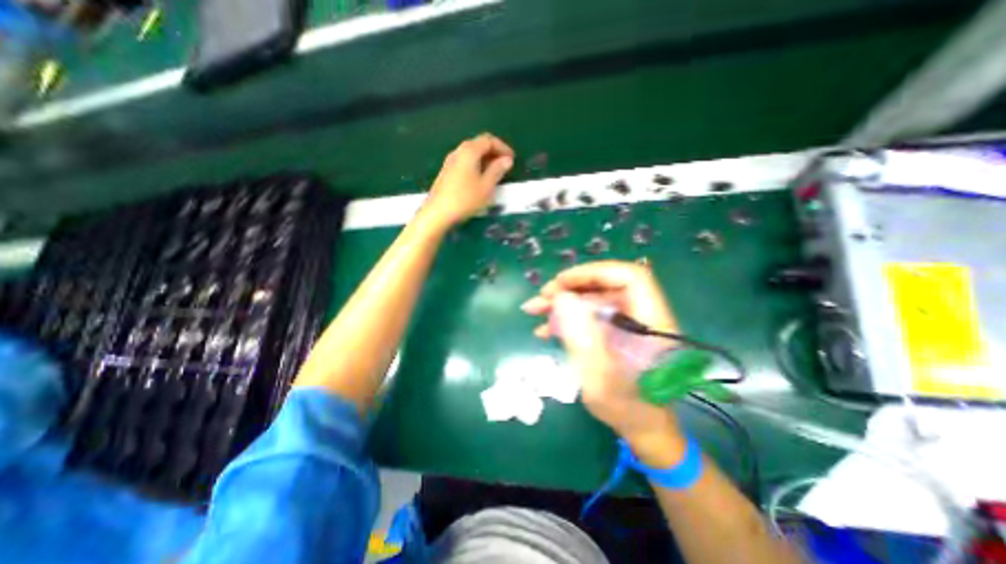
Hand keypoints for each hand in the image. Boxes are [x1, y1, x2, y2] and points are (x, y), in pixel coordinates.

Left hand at [422, 131, 512, 229]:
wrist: (438, 213)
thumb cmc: (465, 199)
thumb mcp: (486, 186)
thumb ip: (497, 170)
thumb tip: (507, 160)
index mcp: (469, 151)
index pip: (489, 140)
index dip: (503, 147)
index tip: (512, 159)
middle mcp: (458, 151)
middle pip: (478, 144)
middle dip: (494, 152)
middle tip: (504, 166)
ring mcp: (450, 161)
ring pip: (471, 153)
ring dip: (485, 159)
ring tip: (494, 173)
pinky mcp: (446, 172)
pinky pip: (464, 162)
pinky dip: (476, 165)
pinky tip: (479, 179)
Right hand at [522, 262, 687, 463]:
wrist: (641, 427)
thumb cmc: (625, 407)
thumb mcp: (599, 377)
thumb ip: (581, 336)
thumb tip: (561, 298)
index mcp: (651, 321)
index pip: (629, 277)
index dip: (594, 273)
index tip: (562, 284)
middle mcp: (642, 314)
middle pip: (606, 285)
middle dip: (570, 288)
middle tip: (541, 298)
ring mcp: (628, 321)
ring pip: (593, 298)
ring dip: (563, 302)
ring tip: (534, 310)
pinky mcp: (616, 330)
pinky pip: (590, 314)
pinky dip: (567, 317)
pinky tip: (545, 328)